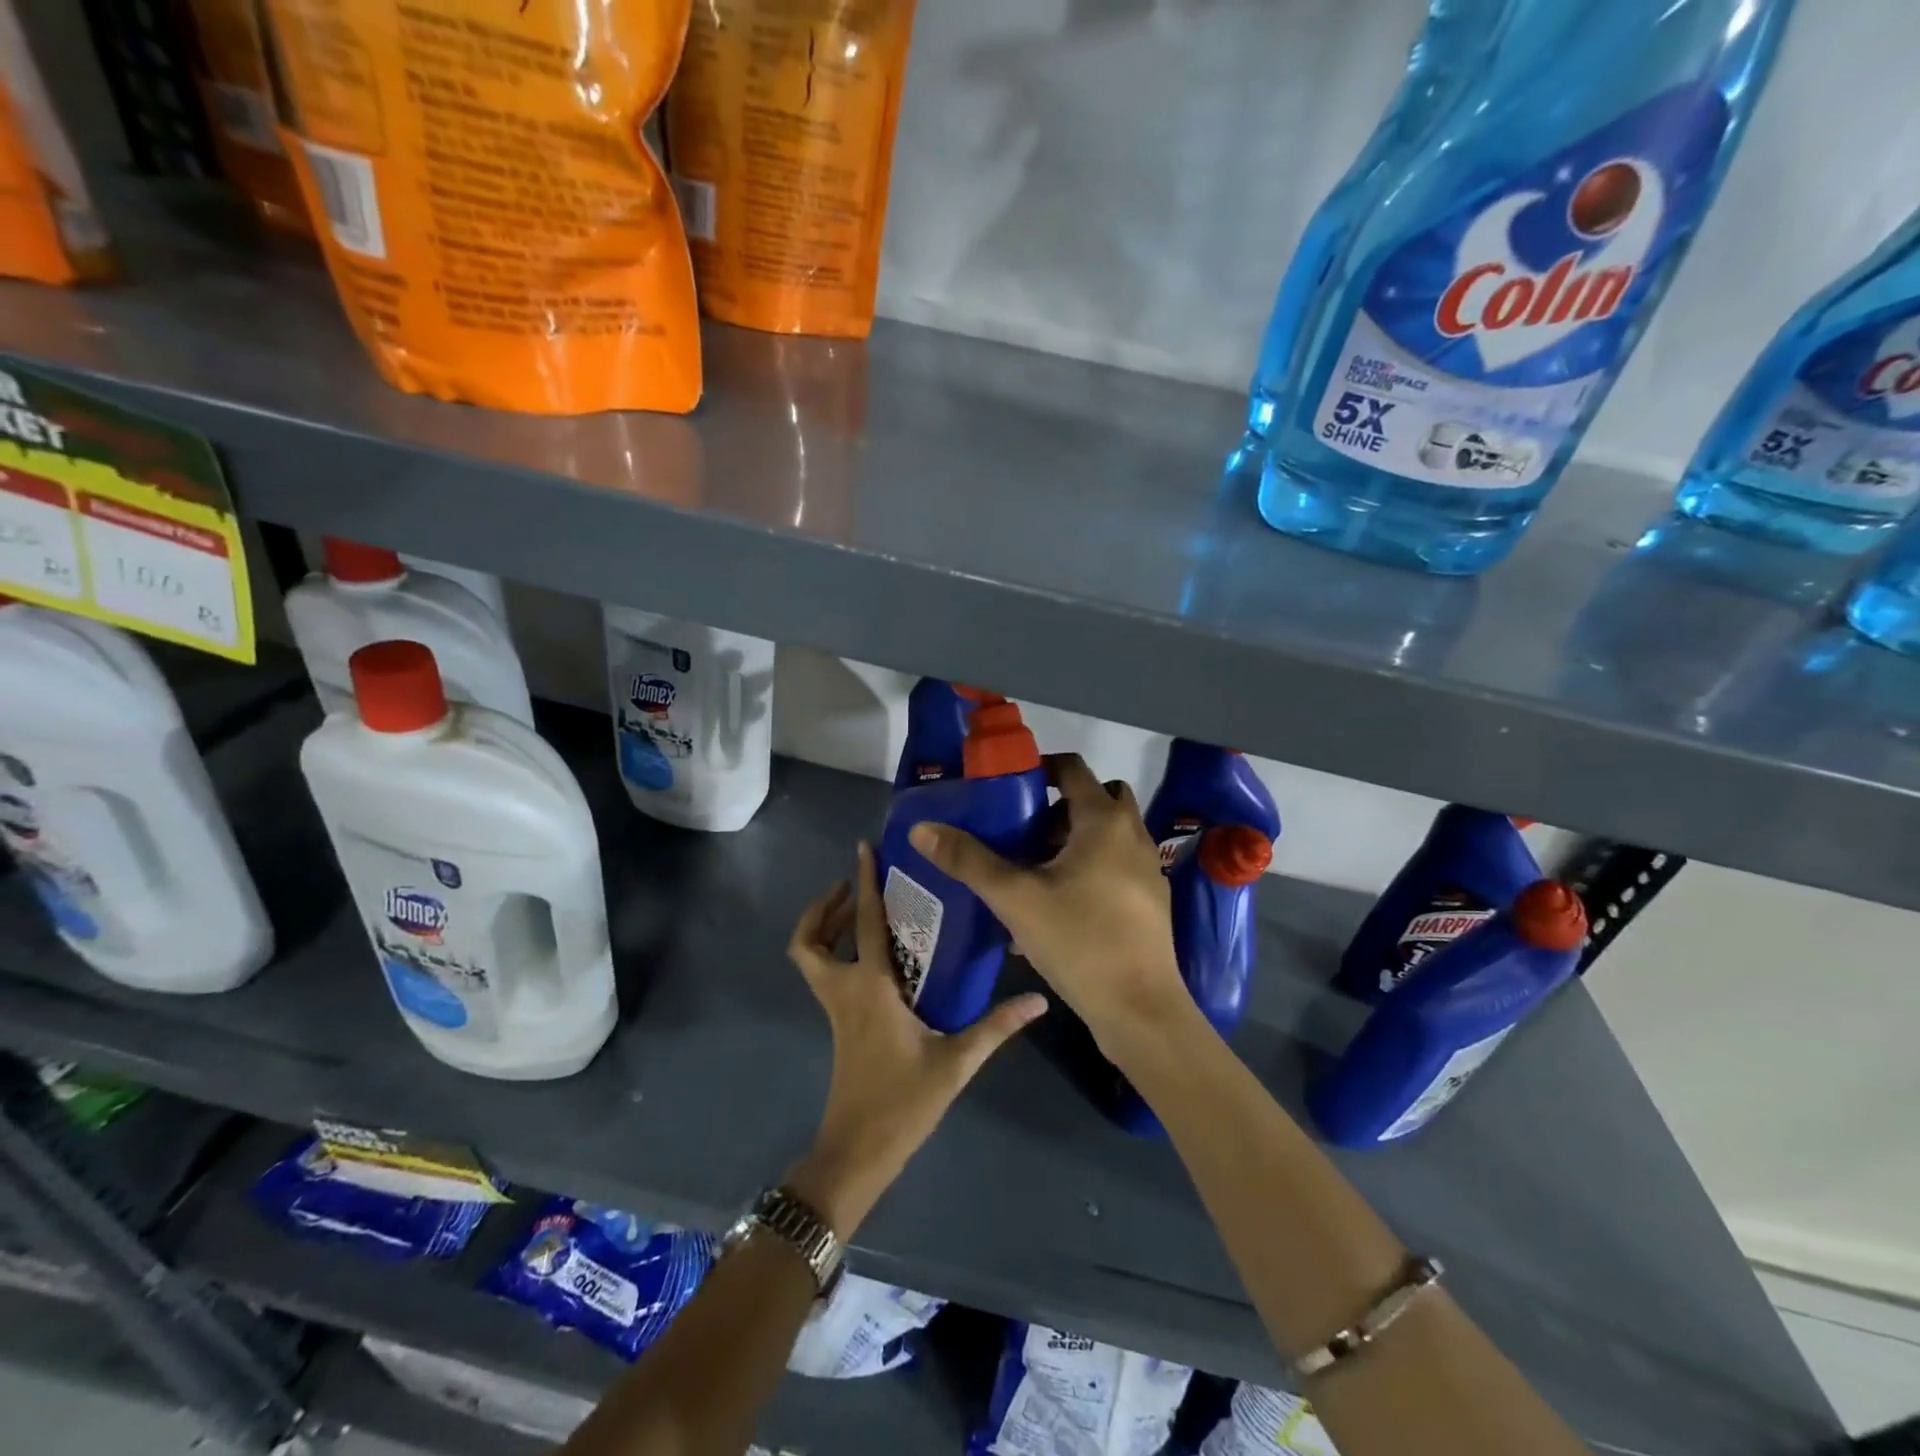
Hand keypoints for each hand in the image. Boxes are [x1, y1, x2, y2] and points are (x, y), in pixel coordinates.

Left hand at [785, 842, 1045, 1238]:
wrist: (857, 1152)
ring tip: (858, 913)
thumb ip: (996, 1027)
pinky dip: (837, 955)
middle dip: (823, 908)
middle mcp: (844, 991)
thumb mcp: (955, 1063)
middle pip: (809, 941)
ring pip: (810, 959)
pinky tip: (876, 960)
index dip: (862, 882)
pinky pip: (826, 976)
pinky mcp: (838, 1025)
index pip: (863, 923)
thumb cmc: (902, 1103)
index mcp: (869, 988)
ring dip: (824, 929)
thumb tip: (1039, 1000)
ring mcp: (835, 1009)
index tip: (863, 848)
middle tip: (852, 887)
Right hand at [908, 753, 1186, 1058]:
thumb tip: (922, 828)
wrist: (1140, 1010)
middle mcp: (1132, 835)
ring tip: (1034, 869)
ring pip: (1108, 834)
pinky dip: (1090, 867)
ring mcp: (1147, 869)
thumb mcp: (1015, 899)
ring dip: (1074, 839)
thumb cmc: (1079, 942)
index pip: (1073, 768)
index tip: (1009, 786)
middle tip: (1022, 830)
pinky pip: (1116, 866)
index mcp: (1104, 821)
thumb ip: (968, 861)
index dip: (1040, 768)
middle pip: (1097, 798)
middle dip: (1058, 807)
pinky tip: (1058, 905)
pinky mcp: (1150, 901)